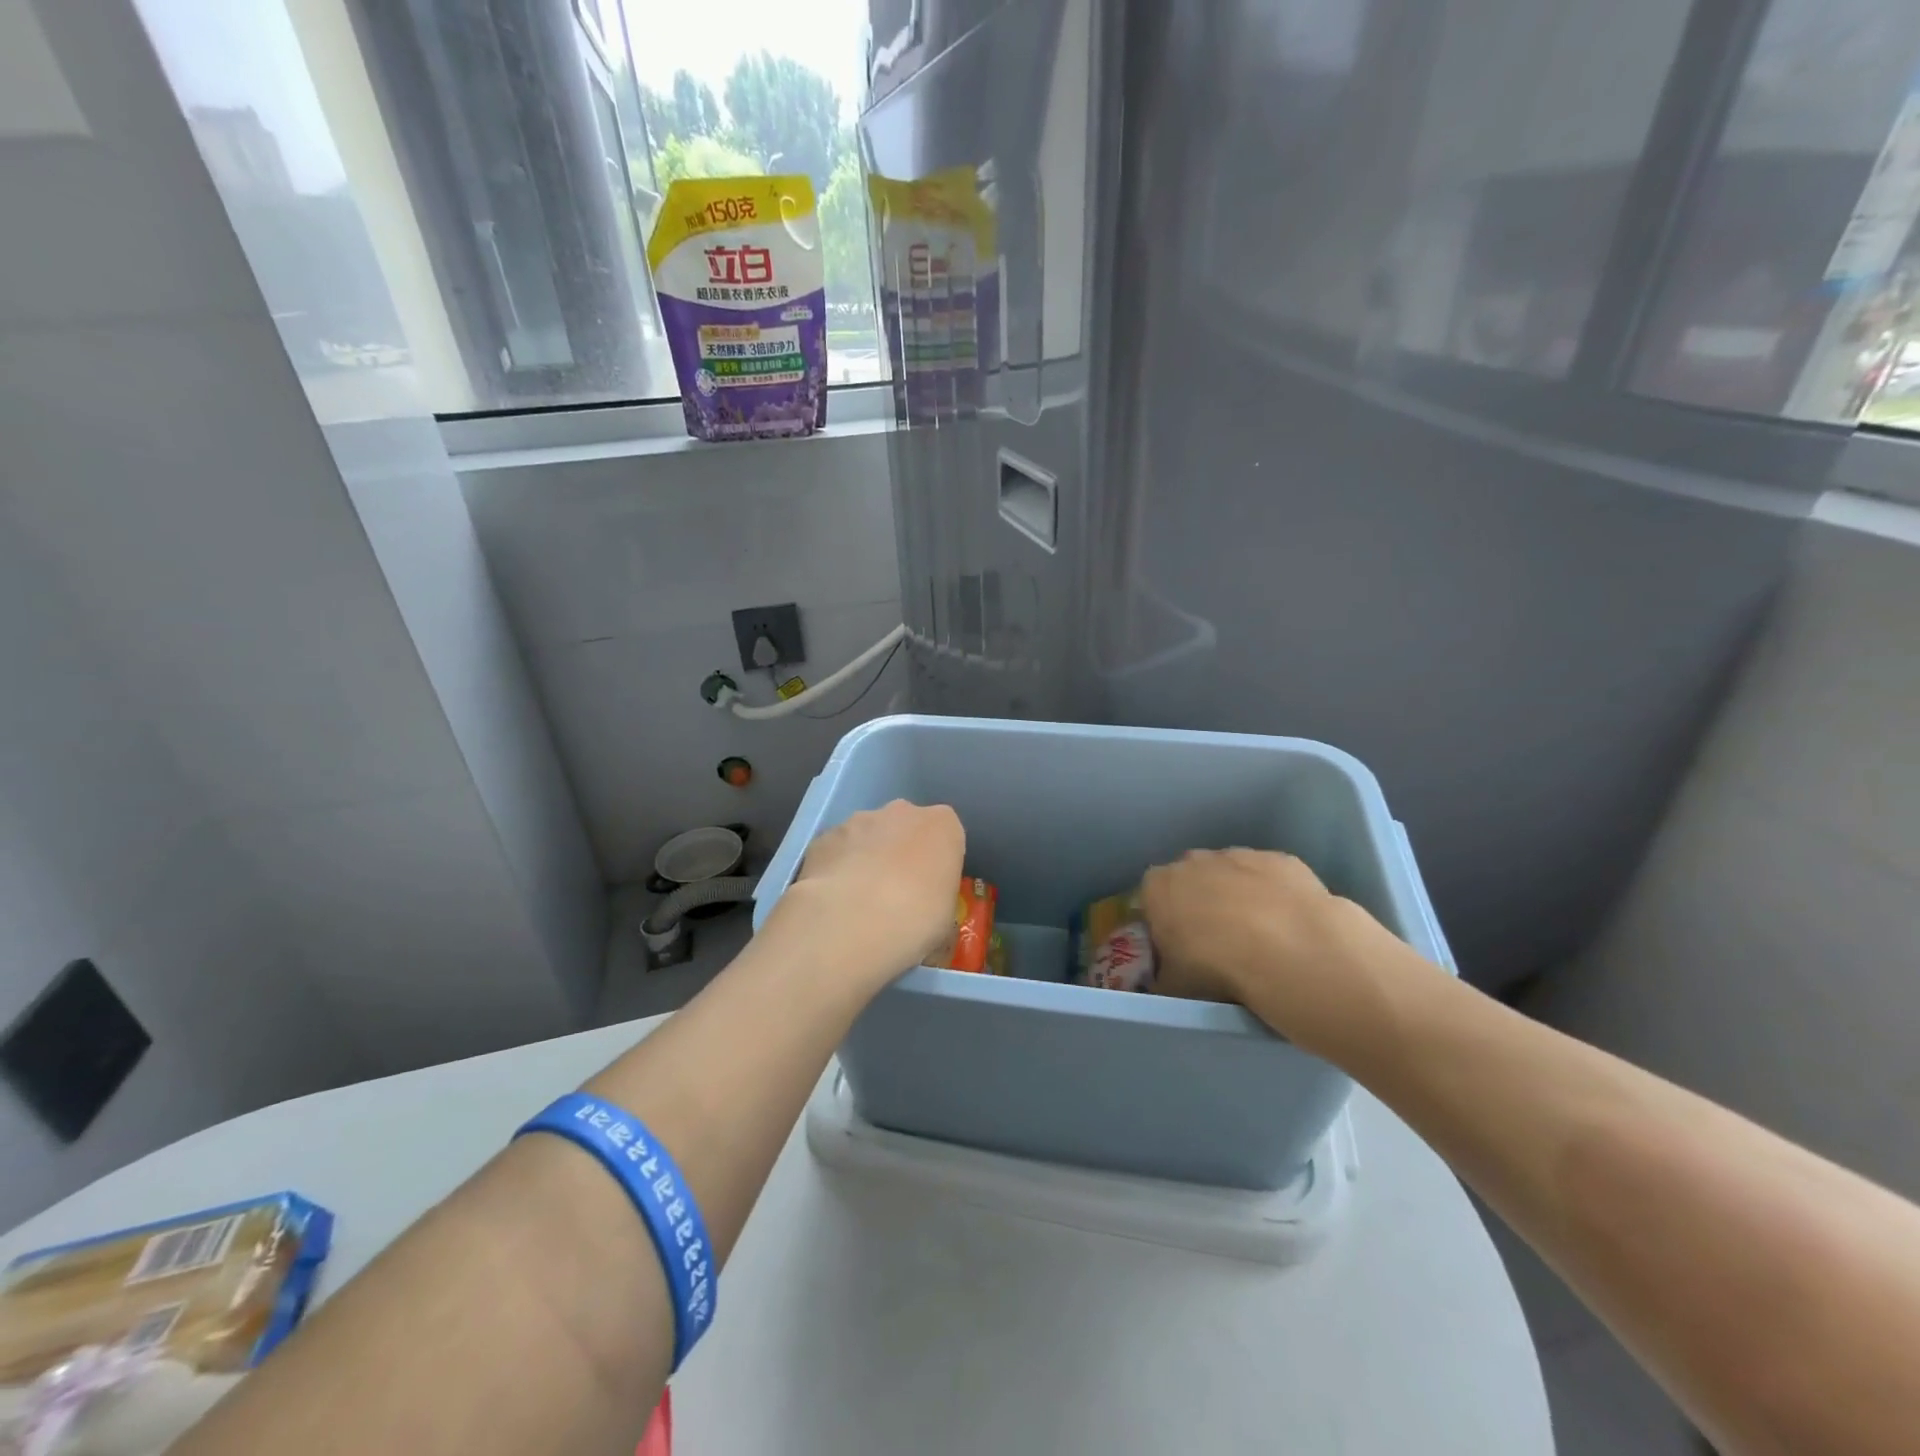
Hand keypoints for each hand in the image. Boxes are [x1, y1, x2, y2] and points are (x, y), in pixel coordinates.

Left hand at [784, 800, 964, 987]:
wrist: (852, 922)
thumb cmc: (917, 920)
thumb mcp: (946, 919)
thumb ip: (937, 898)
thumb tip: (923, 909)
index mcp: (943, 826)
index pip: (946, 835)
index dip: (937, 863)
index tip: (931, 890)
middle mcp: (902, 812)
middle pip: (905, 828)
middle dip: (900, 853)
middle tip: (895, 895)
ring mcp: (858, 820)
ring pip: (867, 835)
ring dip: (866, 859)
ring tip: (858, 903)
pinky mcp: (824, 837)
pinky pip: (836, 851)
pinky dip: (835, 869)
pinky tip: (833, 903)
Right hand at [1141, 848, 1415, 1056]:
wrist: (1292, 951)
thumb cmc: (1218, 968)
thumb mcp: (1174, 987)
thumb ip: (1161, 978)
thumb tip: (1163, 982)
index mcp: (1158, 886)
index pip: (1150, 900)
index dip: (1163, 923)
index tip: (1177, 948)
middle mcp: (1194, 860)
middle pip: (1190, 881)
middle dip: (1199, 905)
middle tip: (1216, 944)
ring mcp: (1240, 855)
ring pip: (1231, 875)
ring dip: (1237, 898)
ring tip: (1258, 939)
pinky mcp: (1281, 859)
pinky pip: (1269, 878)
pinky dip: (1274, 896)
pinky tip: (1287, 927)